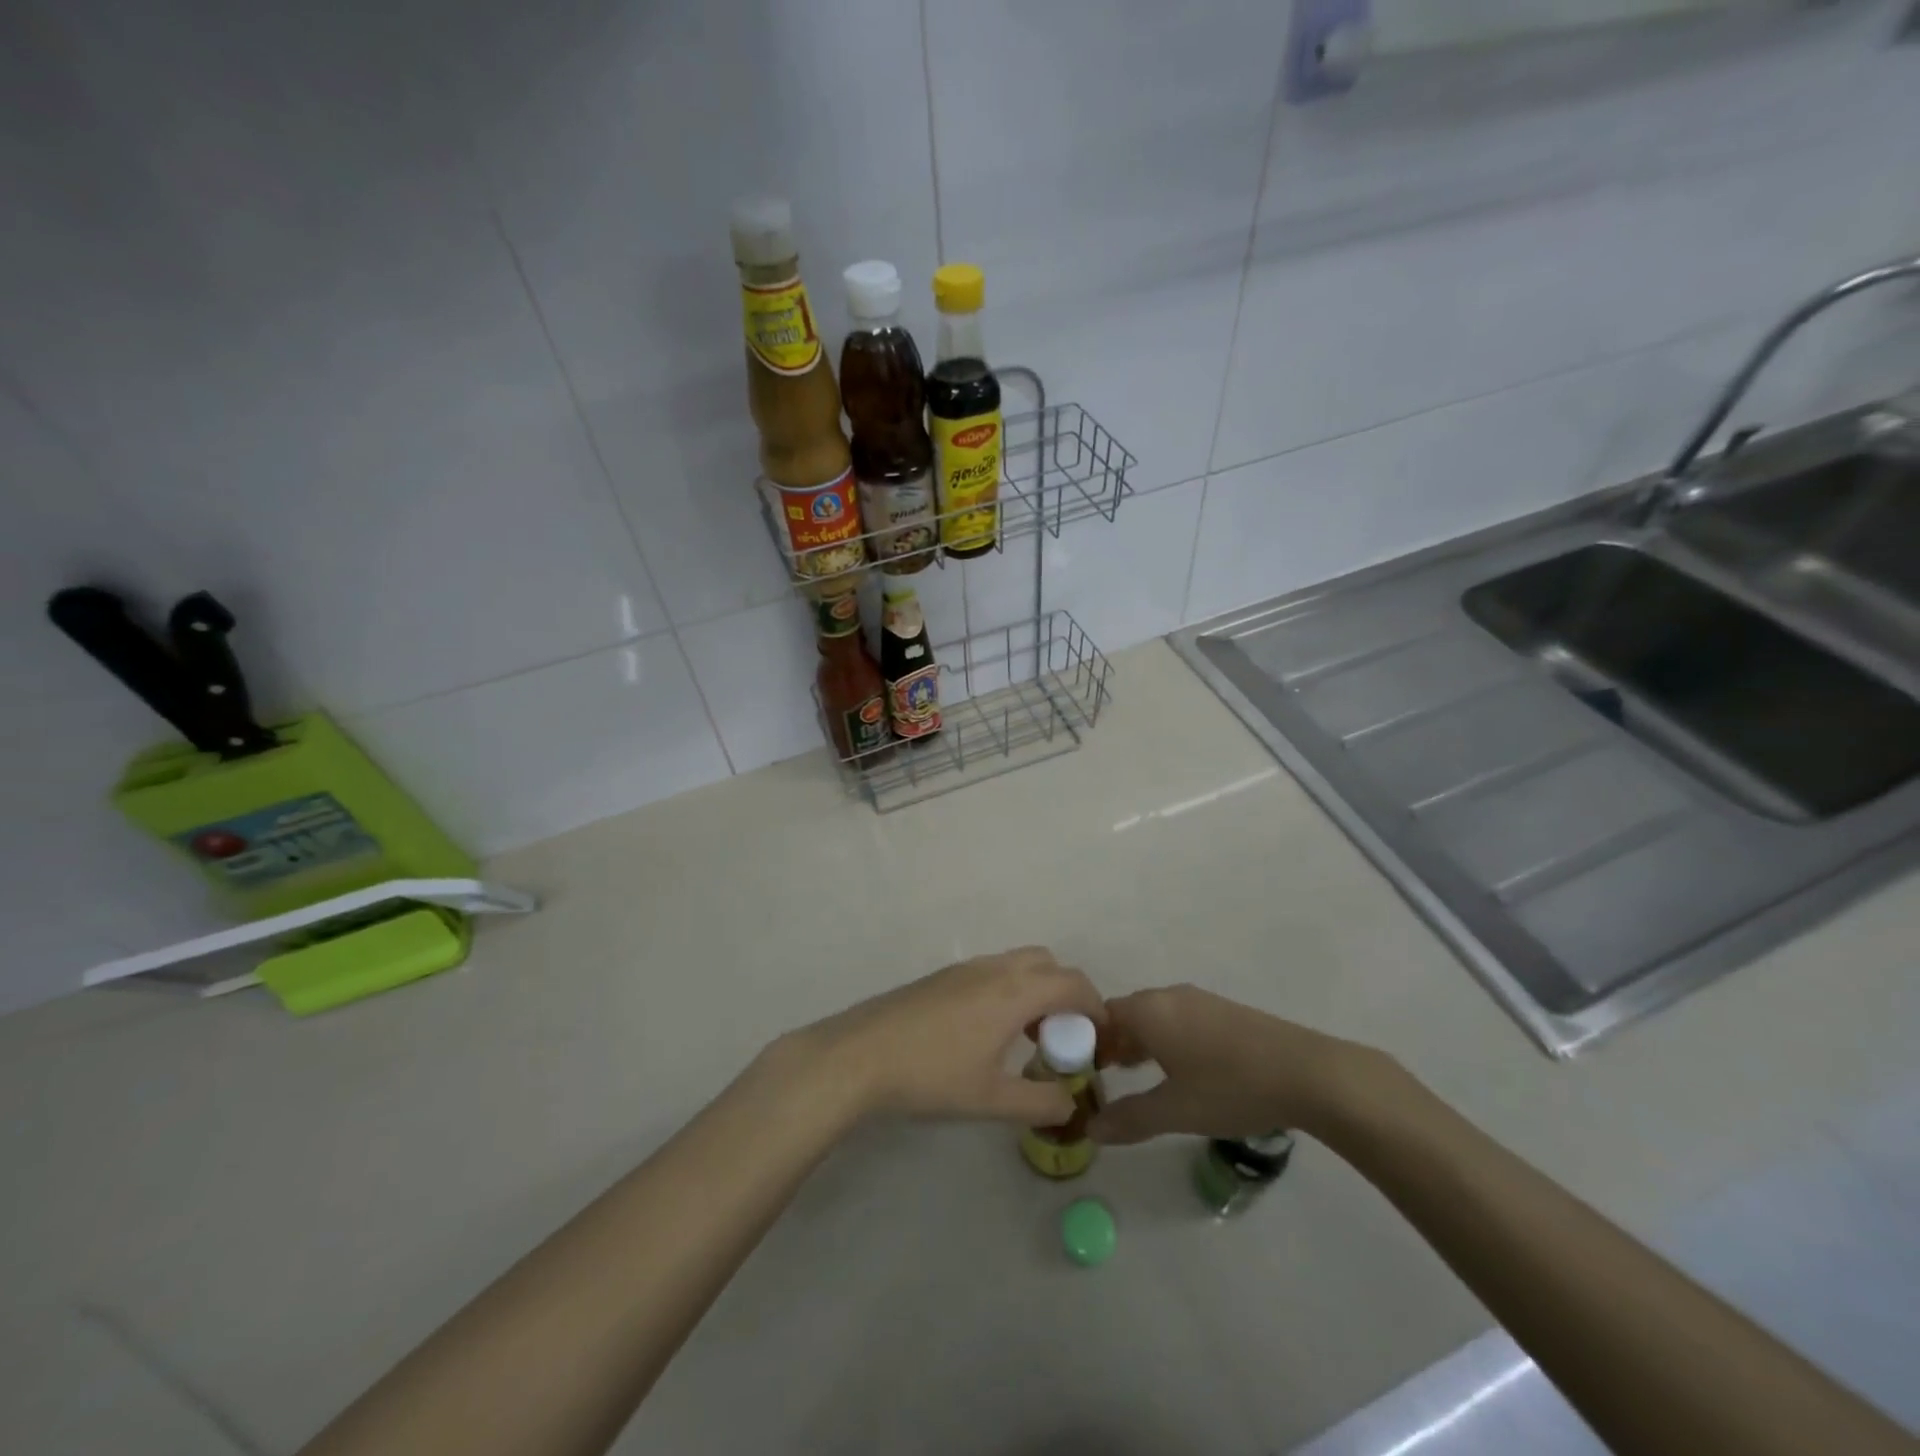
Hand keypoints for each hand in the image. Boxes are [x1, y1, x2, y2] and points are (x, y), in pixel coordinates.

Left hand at [795, 947, 1105, 1124]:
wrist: (860, 1055)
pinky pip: (992, 971)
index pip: (1073, 983)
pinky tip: (988, 1032)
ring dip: (1035, 990)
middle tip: (1063, 1036)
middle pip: (1047, 964)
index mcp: (1014, 992)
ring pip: (1017, 964)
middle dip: (1066, 993)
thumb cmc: (931, 1075)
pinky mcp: (942, 977)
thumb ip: (1039, 1102)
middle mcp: (994, 969)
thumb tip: (1071, 1104)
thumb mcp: (991, 1100)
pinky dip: (1009, 990)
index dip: (1096, 1006)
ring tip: (1027, 1037)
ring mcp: (964, 969)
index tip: (1100, 1038)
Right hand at [1092, 985, 1371, 1144]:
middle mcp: (1168, 997)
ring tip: (1134, 1076)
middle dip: (1111, 1043)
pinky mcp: (1223, 1012)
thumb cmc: (1230, 1087)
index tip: (1080, 1072)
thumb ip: (1130, 1118)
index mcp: (1149, 1011)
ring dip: (1138, 1042)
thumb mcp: (1175, 1111)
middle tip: (1102, 1078)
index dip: (1085, 1042)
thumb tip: (1091, 1129)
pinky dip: (1164, 1040)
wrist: (1307, 1073)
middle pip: (1125, 1014)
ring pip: (1153, 1016)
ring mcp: (1198, 1001)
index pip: (1100, 1016)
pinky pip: (1177, 1020)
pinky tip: (1178, 1070)